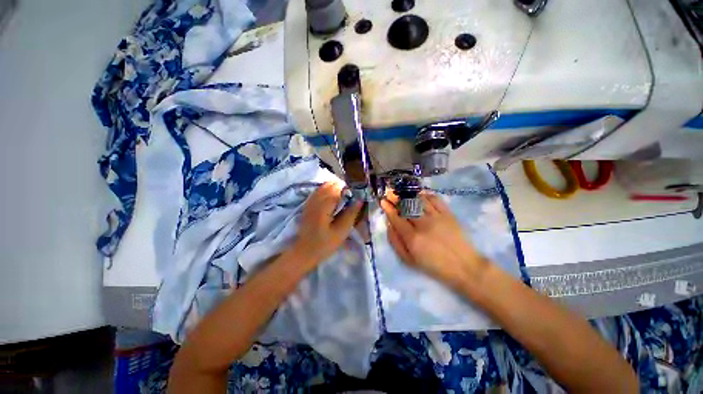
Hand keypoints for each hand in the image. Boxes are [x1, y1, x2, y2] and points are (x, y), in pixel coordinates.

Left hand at [293, 182, 362, 264]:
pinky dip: (327, 191)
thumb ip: (351, 214)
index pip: (338, 188)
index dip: (349, 189)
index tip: (356, 196)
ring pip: (324, 186)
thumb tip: (360, 199)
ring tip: (343, 199)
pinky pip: (319, 191)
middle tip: (350, 199)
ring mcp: (310, 201)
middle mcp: (316, 199)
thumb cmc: (324, 244)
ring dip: (335, 188)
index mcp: (324, 206)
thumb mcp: (341, 231)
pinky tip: (332, 200)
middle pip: (330, 184)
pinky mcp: (308, 204)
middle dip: (342, 188)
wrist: (304, 251)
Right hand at [380, 192, 488, 286]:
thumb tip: (389, 224)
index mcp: (412, 238)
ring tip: (403, 193)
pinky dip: (426, 195)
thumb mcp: (409, 260)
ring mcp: (437, 217)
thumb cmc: (433, 265)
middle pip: (406, 207)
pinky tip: (420, 195)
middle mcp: (423, 225)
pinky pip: (435, 199)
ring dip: (409, 195)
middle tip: (390, 193)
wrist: (463, 266)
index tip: (383, 201)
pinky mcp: (448, 214)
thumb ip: (395, 242)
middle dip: (396, 198)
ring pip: (419, 201)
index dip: (388, 208)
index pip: (396, 218)